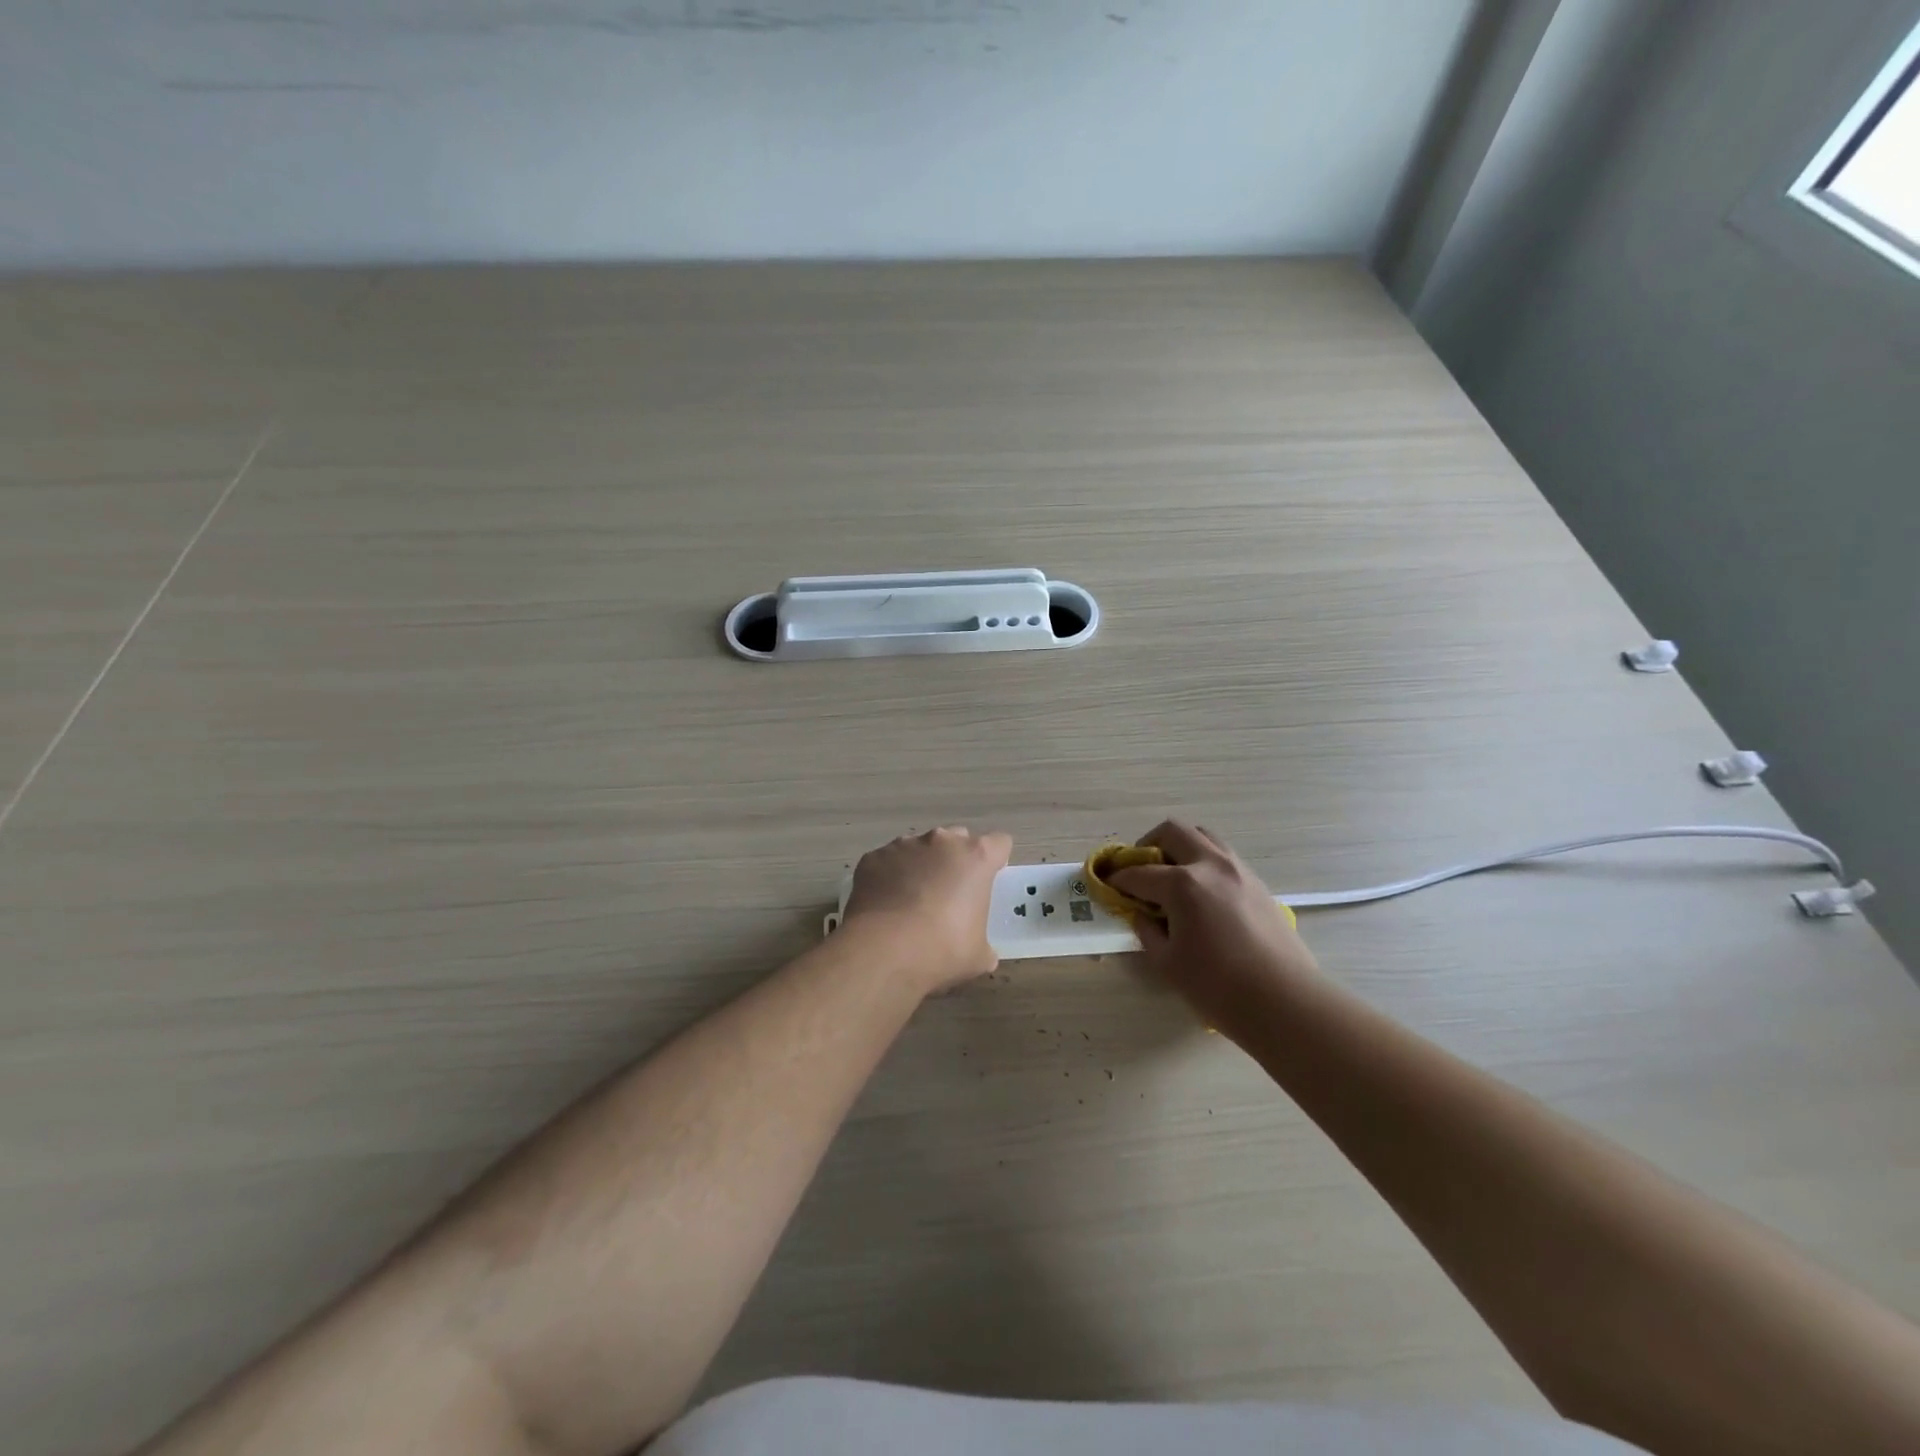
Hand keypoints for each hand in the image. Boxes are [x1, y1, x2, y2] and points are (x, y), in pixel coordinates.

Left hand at [842, 827, 1012, 993]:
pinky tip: (885, 905)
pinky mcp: (873, 857)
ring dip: (921, 865)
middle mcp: (941, 841)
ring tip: (911, 901)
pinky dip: (889, 876)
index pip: (999, 844)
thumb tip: (984, 954)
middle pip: (957, 838)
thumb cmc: (942, 950)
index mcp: (976, 858)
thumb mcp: (978, 956)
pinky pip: (887, 862)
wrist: (883, 951)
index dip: (996, 861)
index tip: (989, 880)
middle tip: (951, 892)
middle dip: (956, 859)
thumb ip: (984, 944)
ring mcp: (903, 845)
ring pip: (919, 847)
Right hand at [1107, 820, 1319, 1042]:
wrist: (1285, 1002)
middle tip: (1140, 870)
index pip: (1139, 873)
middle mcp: (1210, 865)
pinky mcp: (1257, 884)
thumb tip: (1142, 913)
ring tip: (1171, 876)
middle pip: (1172, 832)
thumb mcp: (1167, 962)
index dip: (1117, 879)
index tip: (1107, 884)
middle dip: (1148, 846)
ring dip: (1180, 848)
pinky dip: (1203, 863)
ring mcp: (1238, 870)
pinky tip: (1201, 894)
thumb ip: (1147, 930)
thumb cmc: (1218, 987)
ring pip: (1203, 837)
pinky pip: (1223, 857)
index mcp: (1182, 884)